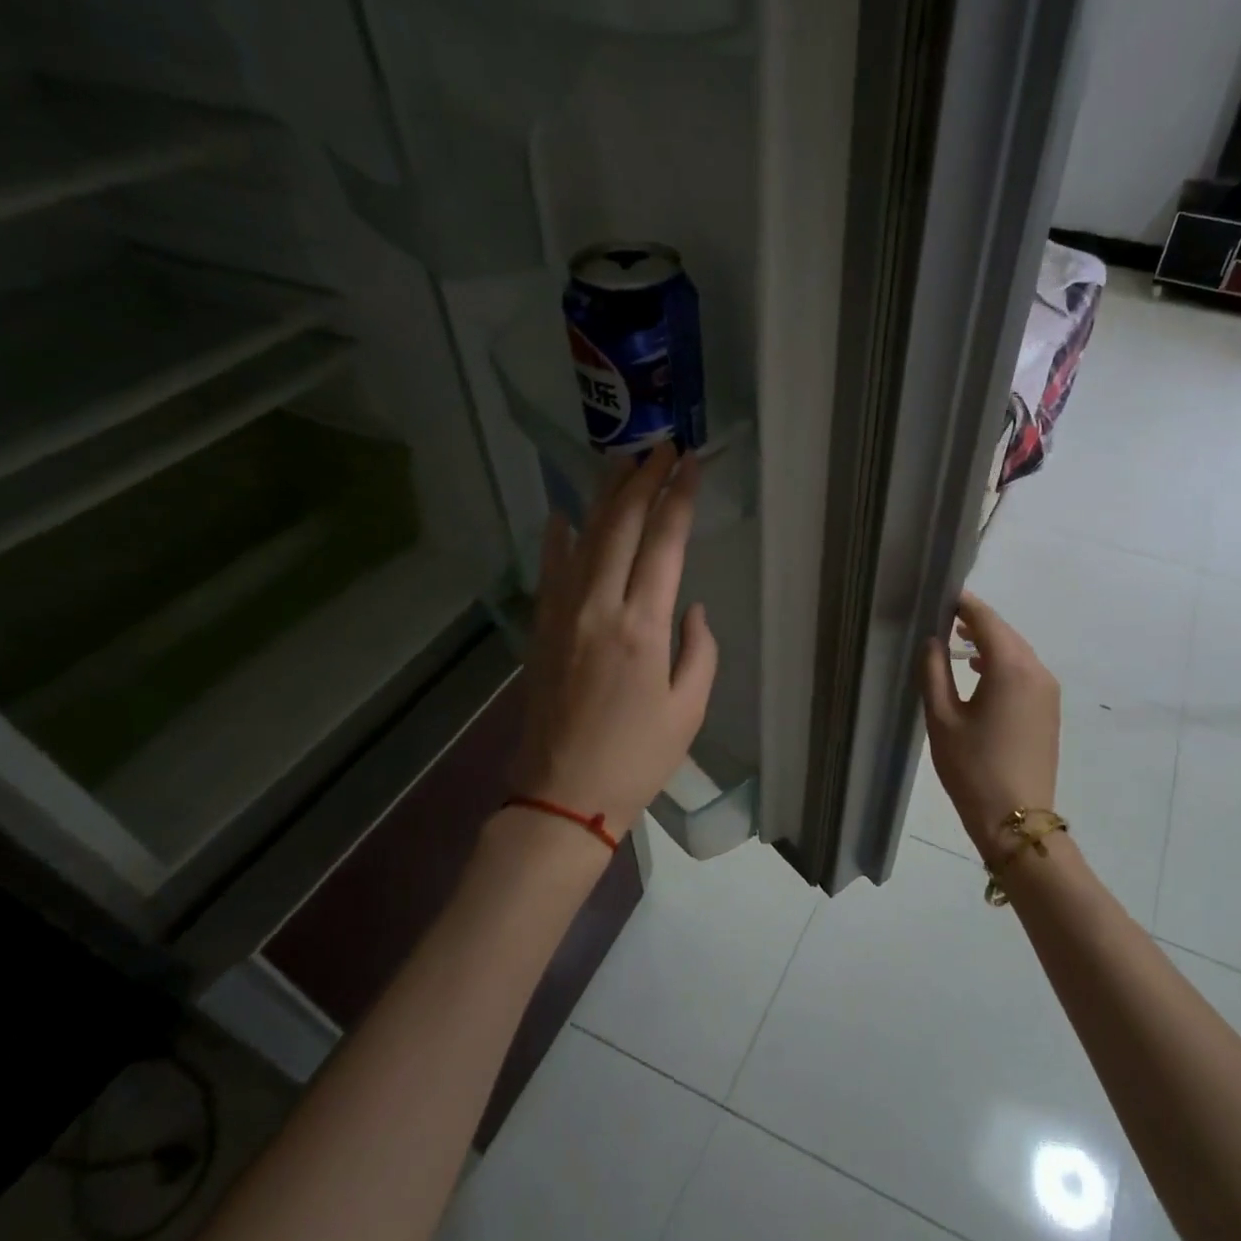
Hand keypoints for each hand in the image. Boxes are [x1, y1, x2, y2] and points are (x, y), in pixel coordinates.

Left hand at [510, 444, 717, 843]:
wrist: (563, 794)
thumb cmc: (638, 757)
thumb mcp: (690, 708)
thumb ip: (699, 649)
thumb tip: (692, 607)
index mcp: (643, 627)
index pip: (664, 543)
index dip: (679, 498)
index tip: (691, 464)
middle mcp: (599, 607)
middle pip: (621, 526)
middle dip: (642, 480)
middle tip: (660, 446)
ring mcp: (562, 614)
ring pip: (583, 538)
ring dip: (603, 496)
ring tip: (621, 461)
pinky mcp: (541, 629)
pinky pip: (549, 570)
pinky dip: (557, 537)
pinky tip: (563, 513)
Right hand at [919, 592, 1059, 863]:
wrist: (1016, 818)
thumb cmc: (972, 767)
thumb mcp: (942, 717)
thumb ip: (933, 671)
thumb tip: (932, 640)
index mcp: (1011, 667)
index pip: (986, 620)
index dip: (963, 603)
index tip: (940, 594)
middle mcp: (1036, 670)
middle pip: (1005, 632)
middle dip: (976, 621)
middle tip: (942, 615)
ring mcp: (1047, 690)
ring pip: (1016, 651)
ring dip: (988, 642)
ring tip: (955, 641)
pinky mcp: (1048, 709)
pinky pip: (1024, 671)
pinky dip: (1001, 662)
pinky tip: (977, 672)